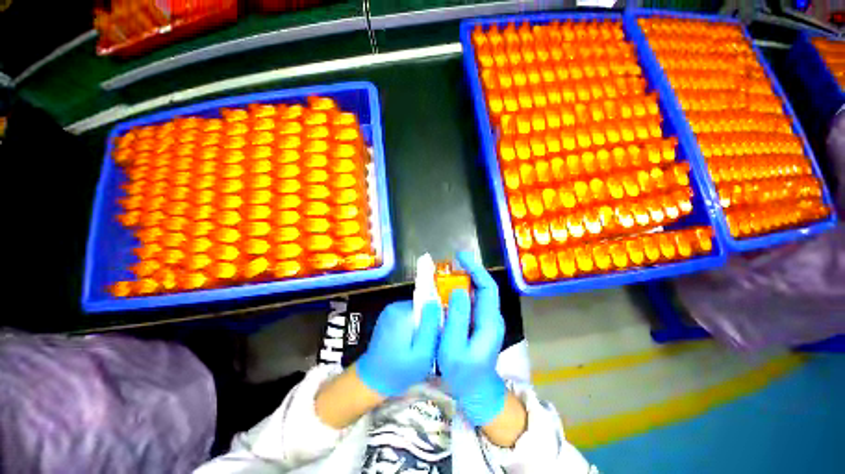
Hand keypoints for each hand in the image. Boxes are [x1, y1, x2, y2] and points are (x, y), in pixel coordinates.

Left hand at [355, 301, 440, 396]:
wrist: (372, 381)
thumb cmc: (399, 371)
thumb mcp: (422, 353)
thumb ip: (430, 327)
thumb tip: (436, 304)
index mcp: (402, 312)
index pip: (428, 304)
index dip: (436, 318)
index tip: (437, 335)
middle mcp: (395, 307)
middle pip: (422, 308)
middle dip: (429, 324)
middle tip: (429, 345)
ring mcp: (390, 311)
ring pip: (416, 313)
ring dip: (421, 327)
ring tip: (419, 347)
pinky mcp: (388, 317)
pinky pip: (408, 317)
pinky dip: (412, 328)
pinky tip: (410, 344)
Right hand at [438, 251, 506, 426]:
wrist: (476, 392)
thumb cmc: (464, 373)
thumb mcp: (454, 347)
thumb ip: (457, 318)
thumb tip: (459, 290)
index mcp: (489, 322)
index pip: (488, 288)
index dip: (476, 269)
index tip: (461, 257)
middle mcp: (491, 317)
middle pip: (483, 287)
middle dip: (469, 272)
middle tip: (451, 263)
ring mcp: (486, 320)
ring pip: (476, 294)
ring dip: (463, 281)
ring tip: (447, 274)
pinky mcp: (479, 323)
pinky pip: (471, 302)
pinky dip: (460, 293)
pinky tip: (448, 292)